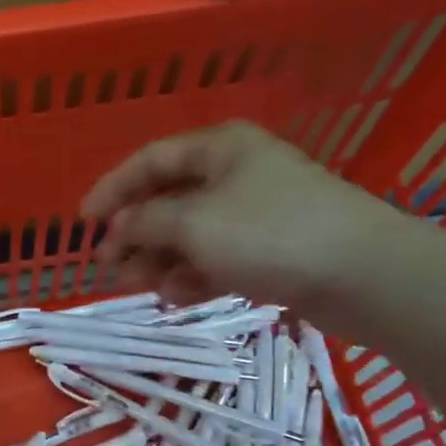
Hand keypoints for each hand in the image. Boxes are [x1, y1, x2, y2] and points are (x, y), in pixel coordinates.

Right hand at [82, 122, 404, 305]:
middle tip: (113, 267)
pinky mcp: (268, 249)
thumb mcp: (194, 224)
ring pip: (189, 234)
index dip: (112, 189)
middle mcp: (234, 173)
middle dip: (138, 235)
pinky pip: (215, 257)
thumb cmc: (270, 235)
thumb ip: (146, 223)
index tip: (83, 223)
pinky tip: (181, 296)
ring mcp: (253, 213)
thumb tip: (120, 227)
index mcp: (218, 149)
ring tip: (148, 288)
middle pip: (168, 200)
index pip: (149, 161)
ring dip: (163, 260)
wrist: (361, 274)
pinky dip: (194, 275)